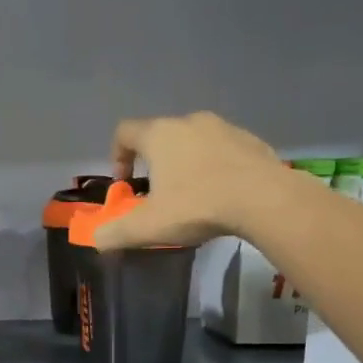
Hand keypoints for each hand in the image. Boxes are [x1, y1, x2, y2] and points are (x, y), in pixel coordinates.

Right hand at [95, 110, 296, 249]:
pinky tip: (222, 194)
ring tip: (192, 196)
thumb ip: (116, 234)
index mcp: (160, 135)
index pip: (124, 132)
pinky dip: (215, 167)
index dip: (117, 156)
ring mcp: (224, 127)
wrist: (265, 199)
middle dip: (154, 163)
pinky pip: (223, 150)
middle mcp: (189, 122)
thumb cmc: (198, 206)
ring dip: (186, 164)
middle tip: (158, 195)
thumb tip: (97, 240)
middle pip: (161, 136)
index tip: (125, 183)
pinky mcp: (250, 140)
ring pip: (194, 142)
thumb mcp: (148, 227)